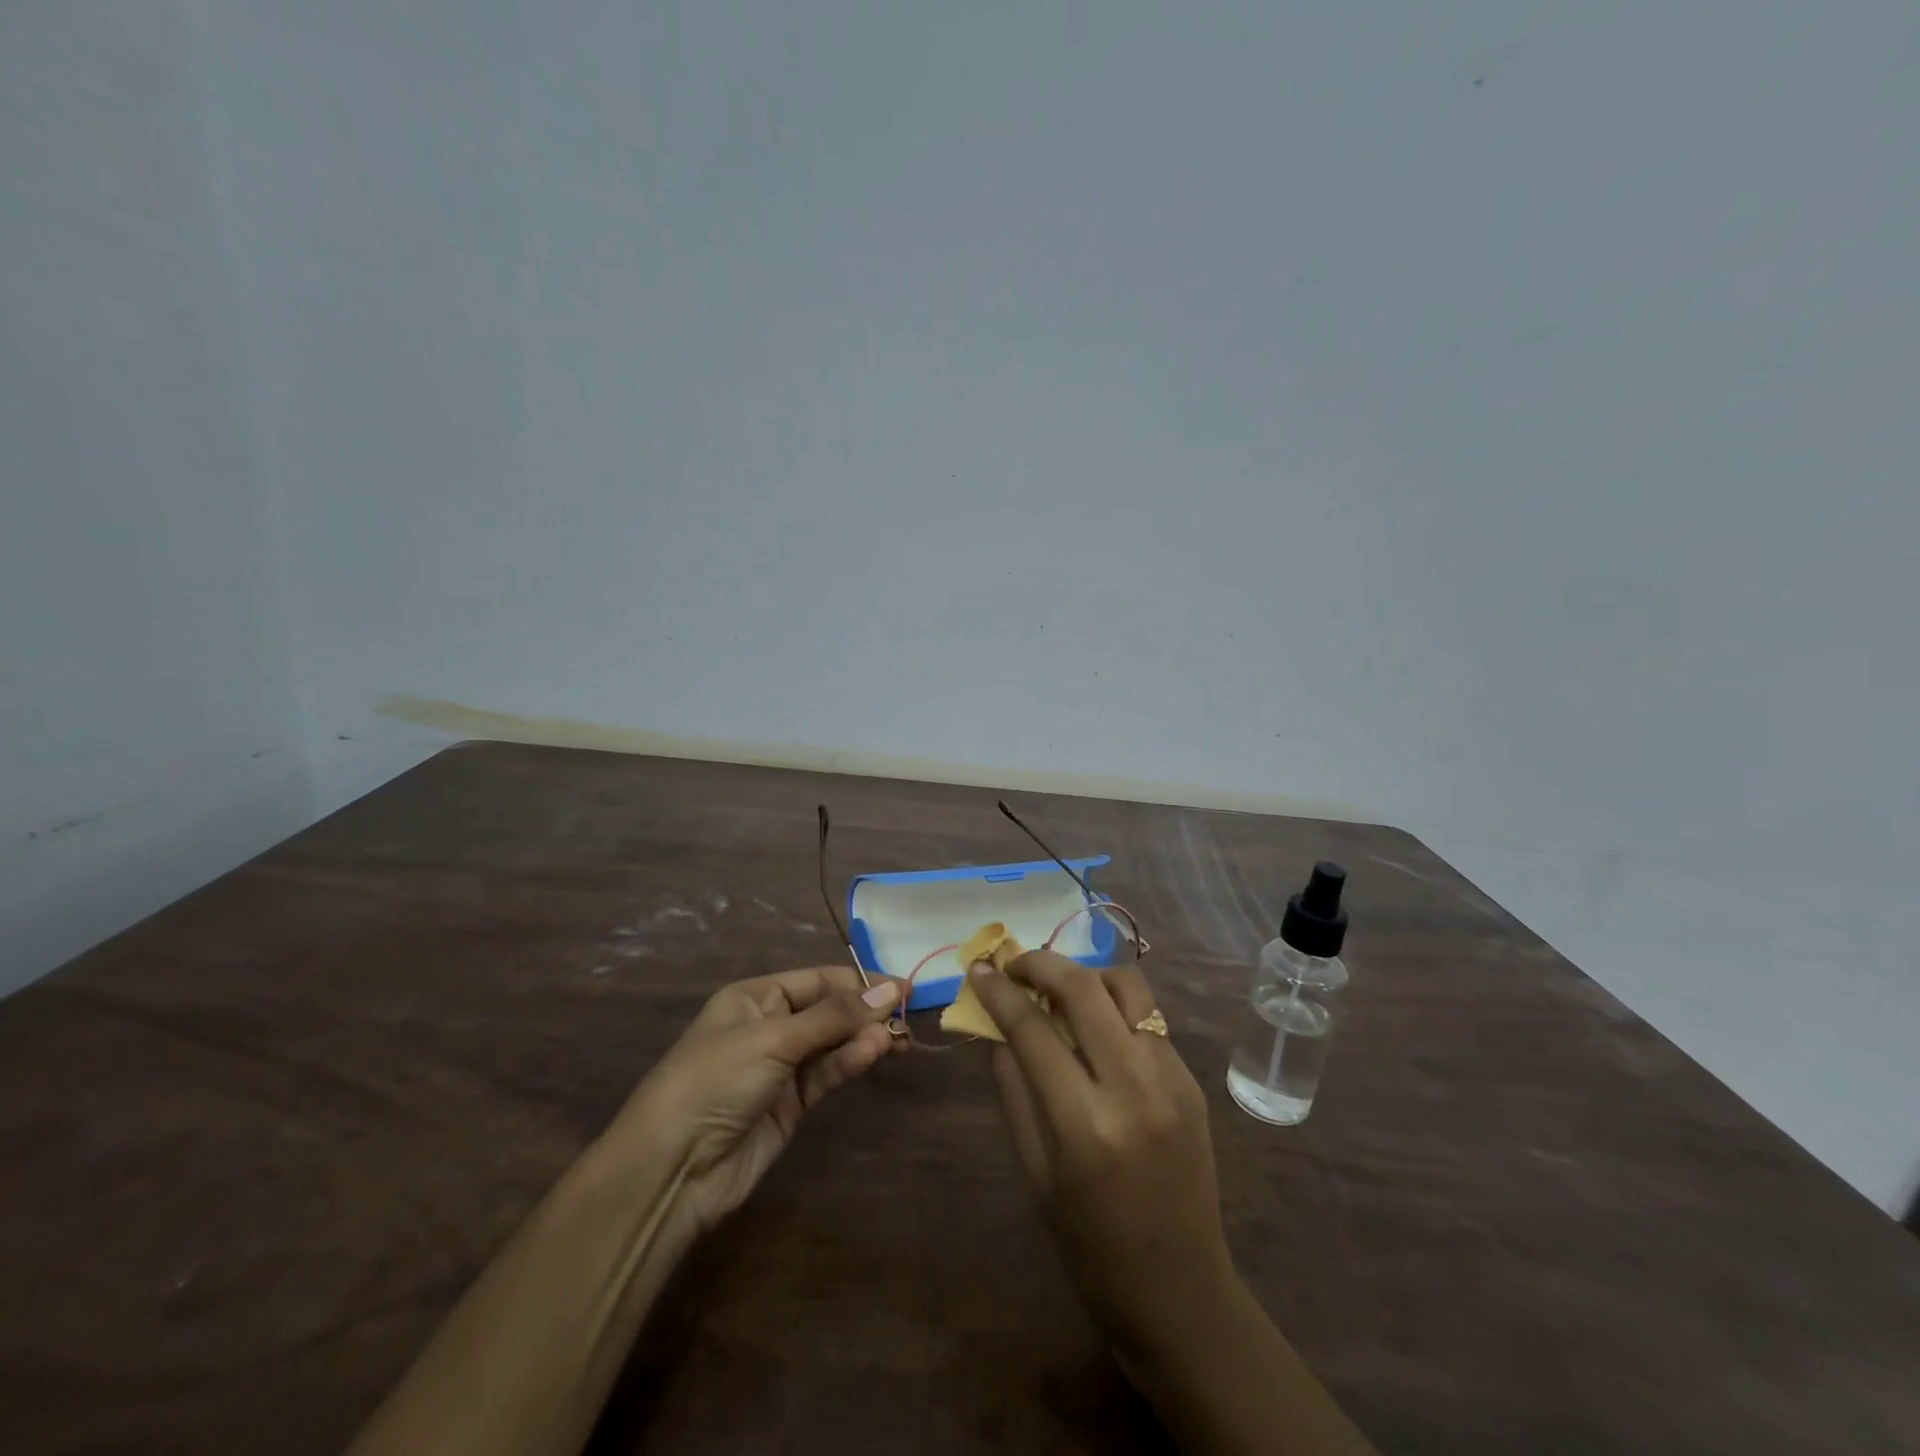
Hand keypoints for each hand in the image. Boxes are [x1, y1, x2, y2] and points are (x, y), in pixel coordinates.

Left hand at [616, 966, 903, 1235]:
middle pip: (829, 1010)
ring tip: (898, 1039)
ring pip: (833, 1043)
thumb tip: (889, 991)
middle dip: (866, 1011)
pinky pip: (827, 1074)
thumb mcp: (774, 1038)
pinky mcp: (790, 1105)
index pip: (818, 980)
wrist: (672, 1168)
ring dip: (863, 1039)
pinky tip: (874, 1054)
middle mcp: (770, 1025)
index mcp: (755, 997)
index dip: (859, 982)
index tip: (902, 986)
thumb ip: (835, 1017)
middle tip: (908, 1016)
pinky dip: (850, 1063)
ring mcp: (780, 1067)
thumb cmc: (716, 1079)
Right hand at [969, 951, 1234, 1355]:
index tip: (980, 969)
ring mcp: (1172, 1078)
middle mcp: (1134, 1088)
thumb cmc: (1091, 1248)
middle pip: (1084, 988)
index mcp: (1085, 1125)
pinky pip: (1148, 1017)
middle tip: (1015, 964)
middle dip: (1041, 963)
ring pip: (1127, 986)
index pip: (1033, 1031)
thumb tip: (997, 1027)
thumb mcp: (1035, 1175)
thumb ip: (1013, 1091)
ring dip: (1086, 975)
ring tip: (1059, 991)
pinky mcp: (1192, 1079)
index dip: (1000, 993)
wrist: (1181, 1293)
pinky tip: (1096, 1028)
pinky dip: (1115, 1006)